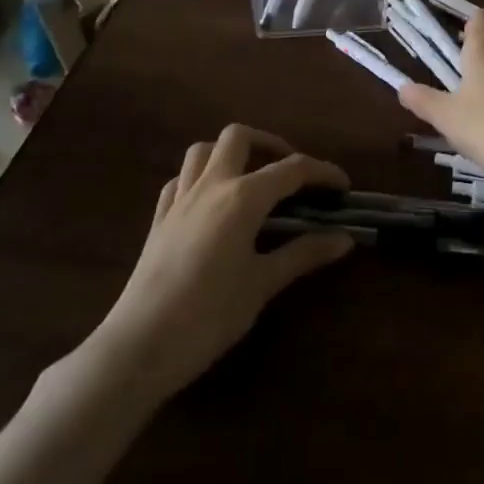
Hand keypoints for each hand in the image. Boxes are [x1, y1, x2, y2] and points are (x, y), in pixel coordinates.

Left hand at [79, 125, 353, 403]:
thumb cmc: (209, 315)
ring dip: (229, 153)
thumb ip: (303, 254)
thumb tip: (344, 238)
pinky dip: (199, 178)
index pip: (292, 169)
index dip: (322, 172)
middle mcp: (212, 185)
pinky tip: (210, 201)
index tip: (342, 186)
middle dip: (269, 144)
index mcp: (243, 197)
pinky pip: (180, 180)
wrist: (139, 346)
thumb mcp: (262, 284)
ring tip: (250, 177)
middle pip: (239, 137)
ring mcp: (180, 199)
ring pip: (203, 150)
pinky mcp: (159, 219)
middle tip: (289, 172)